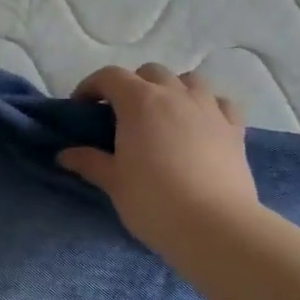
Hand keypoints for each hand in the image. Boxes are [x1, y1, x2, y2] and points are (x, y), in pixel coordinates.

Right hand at [58, 64, 258, 251]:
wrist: (213, 225)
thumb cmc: (153, 201)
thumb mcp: (114, 183)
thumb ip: (90, 162)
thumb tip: (65, 155)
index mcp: (140, 102)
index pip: (110, 76)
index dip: (91, 86)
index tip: (81, 108)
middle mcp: (175, 94)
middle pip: (150, 73)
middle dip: (132, 86)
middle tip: (121, 116)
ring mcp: (209, 108)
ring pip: (189, 80)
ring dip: (171, 90)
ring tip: (163, 116)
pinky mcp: (234, 128)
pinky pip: (219, 103)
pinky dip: (206, 106)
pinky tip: (200, 125)